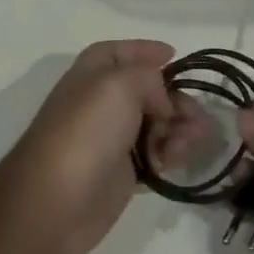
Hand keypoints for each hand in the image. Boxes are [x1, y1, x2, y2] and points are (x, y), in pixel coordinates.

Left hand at [0, 41, 206, 253]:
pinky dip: (171, 153)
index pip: (121, 52)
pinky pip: (156, 154)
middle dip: (176, 99)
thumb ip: (148, 77)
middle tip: (197, 117)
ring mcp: (112, 138)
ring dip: (180, 128)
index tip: (176, 56)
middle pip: (148, 90)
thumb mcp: (119, 85)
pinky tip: (178, 160)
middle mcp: (101, 101)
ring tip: (191, 141)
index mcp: (93, 72)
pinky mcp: (123, 171)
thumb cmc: (86, 133)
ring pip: (157, 123)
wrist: (56, 202)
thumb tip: (162, 100)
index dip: (147, 51)